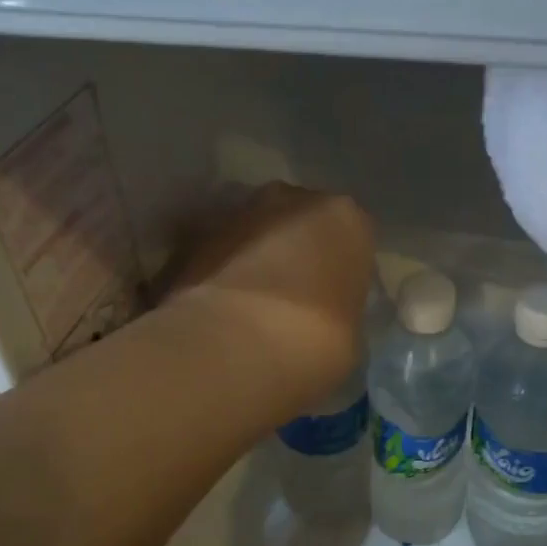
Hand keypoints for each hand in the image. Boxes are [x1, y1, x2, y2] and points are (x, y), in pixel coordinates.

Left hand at [165, 182, 374, 414]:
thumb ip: (341, 309)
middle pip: (301, 222)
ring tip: (253, 307)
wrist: (232, 347)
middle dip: (296, 253)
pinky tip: (223, 309)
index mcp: (346, 219)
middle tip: (293, 300)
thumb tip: (325, 316)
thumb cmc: (314, 341)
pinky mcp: (194, 235)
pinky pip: (221, 252)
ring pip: (257, 232)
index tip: (334, 302)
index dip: (342, 271)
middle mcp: (293, 198)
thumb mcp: (351, 335)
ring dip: (256, 258)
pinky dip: (222, 272)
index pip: (352, 238)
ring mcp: (239, 210)